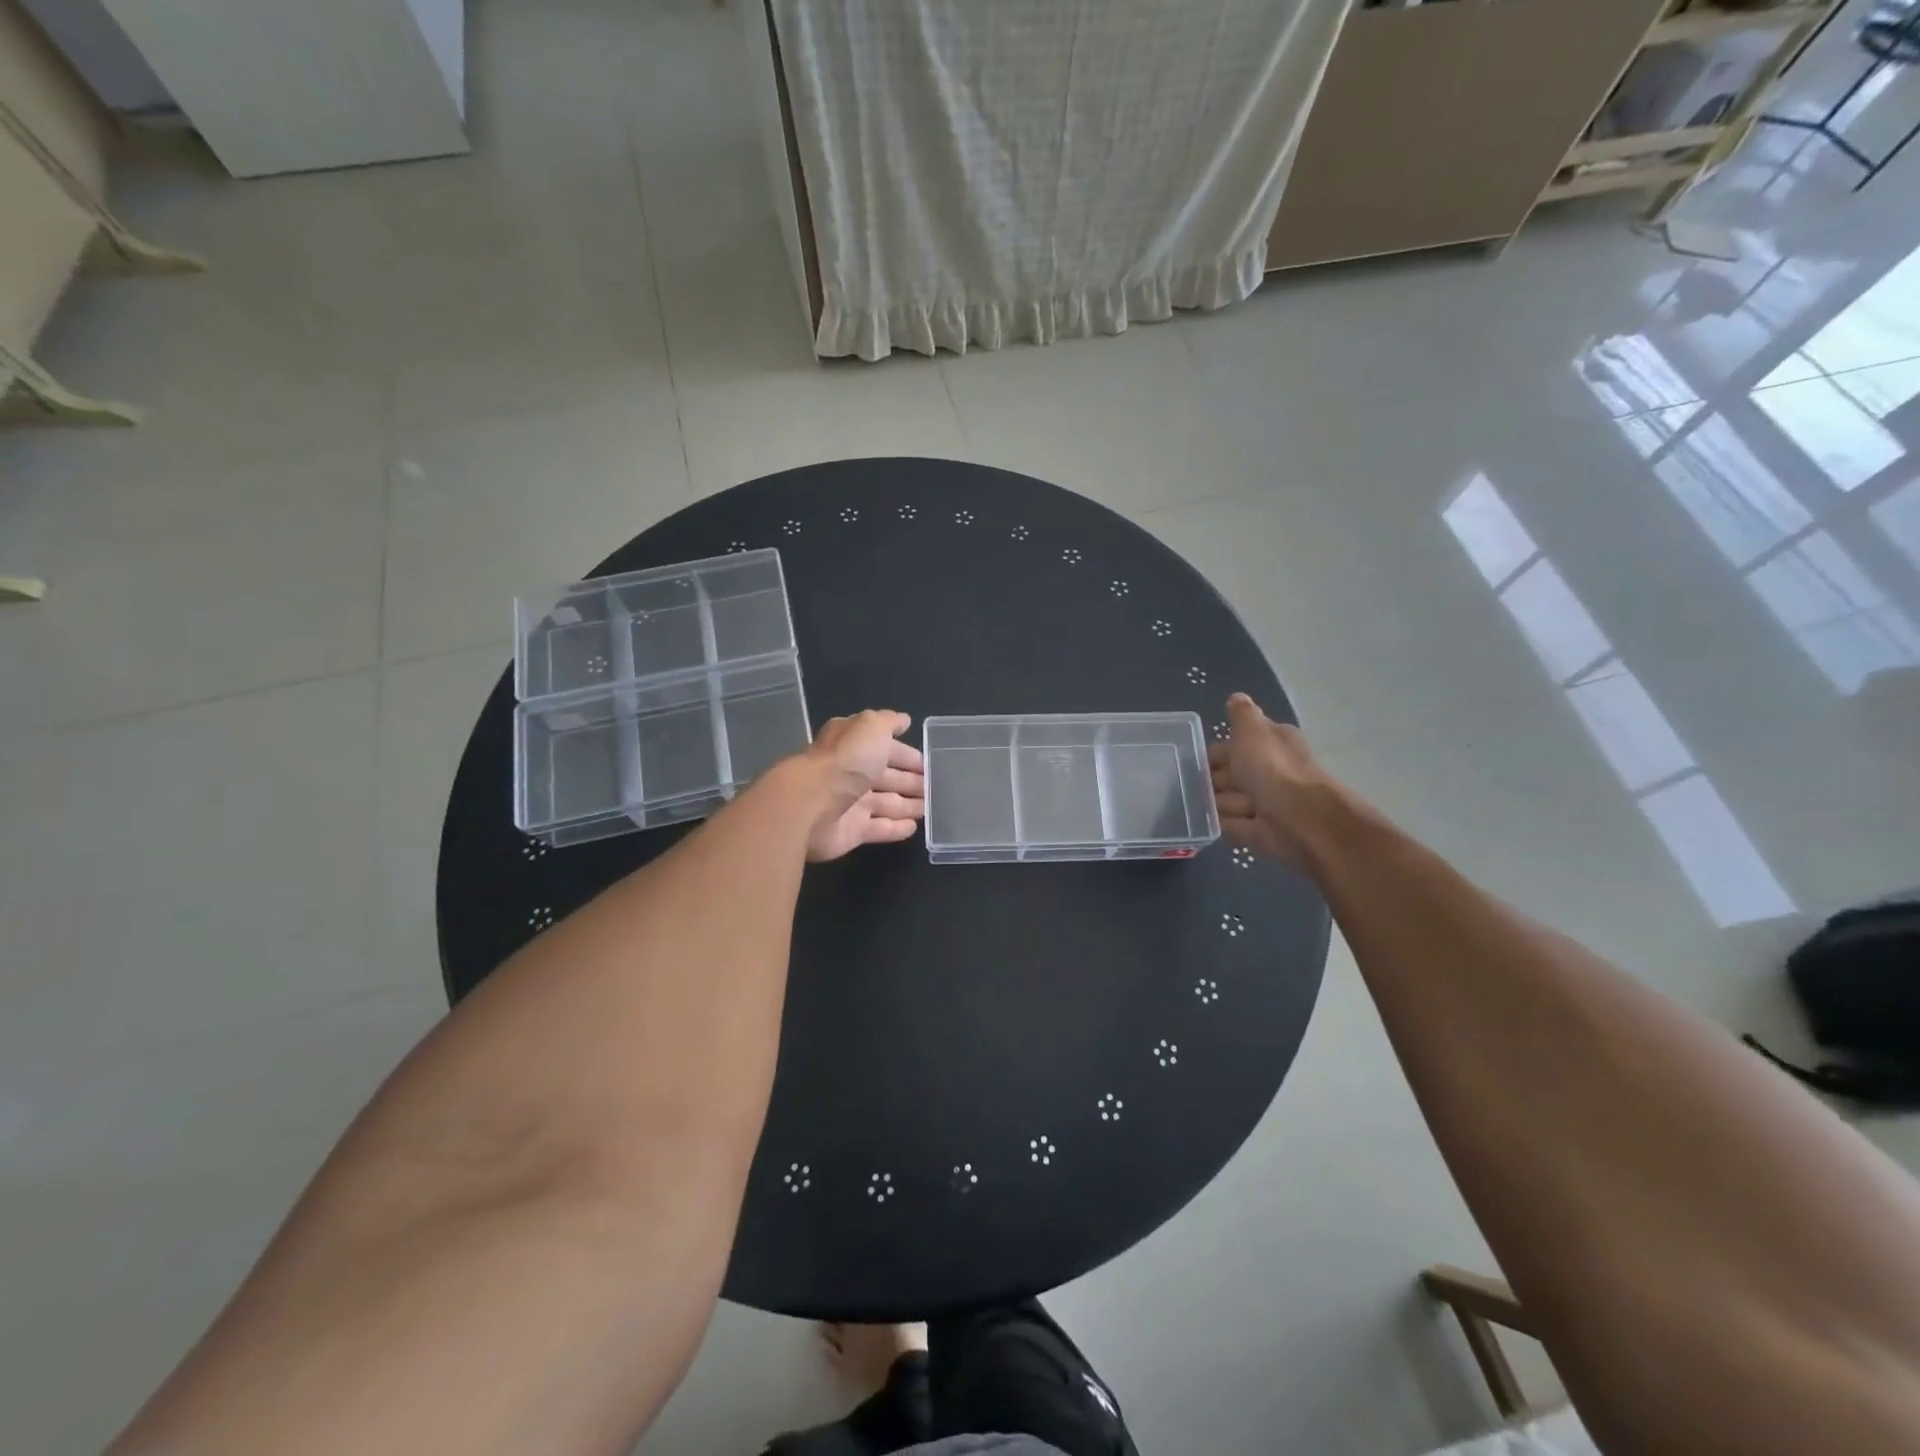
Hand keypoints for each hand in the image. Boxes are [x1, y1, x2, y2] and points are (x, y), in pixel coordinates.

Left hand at [800, 710, 925, 861]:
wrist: (811, 805)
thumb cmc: (846, 761)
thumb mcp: (871, 727)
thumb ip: (888, 722)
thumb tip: (904, 720)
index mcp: (852, 744)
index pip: (884, 746)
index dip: (906, 754)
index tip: (928, 762)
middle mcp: (849, 772)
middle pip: (885, 776)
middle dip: (909, 780)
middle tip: (934, 786)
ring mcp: (850, 803)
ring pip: (885, 803)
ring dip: (907, 804)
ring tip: (930, 807)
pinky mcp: (850, 832)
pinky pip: (879, 829)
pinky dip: (896, 828)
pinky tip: (914, 827)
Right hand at [1208, 693, 1345, 870]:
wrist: (1302, 821)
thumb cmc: (1273, 770)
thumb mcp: (1252, 731)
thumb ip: (1241, 715)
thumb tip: (1237, 697)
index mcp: (1273, 743)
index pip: (1238, 743)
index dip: (1217, 751)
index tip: (1198, 758)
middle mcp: (1271, 771)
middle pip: (1230, 774)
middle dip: (1215, 779)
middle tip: (1204, 784)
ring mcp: (1266, 803)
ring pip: (1228, 800)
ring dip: (1223, 803)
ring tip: (1226, 805)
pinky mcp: (1261, 832)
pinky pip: (1233, 826)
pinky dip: (1227, 824)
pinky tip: (1219, 823)